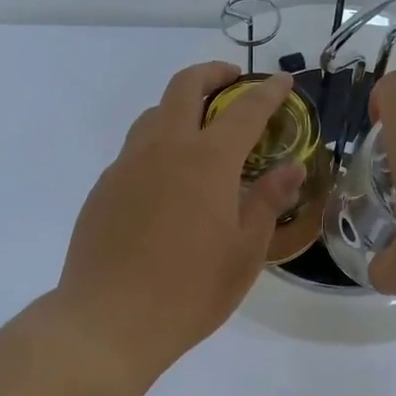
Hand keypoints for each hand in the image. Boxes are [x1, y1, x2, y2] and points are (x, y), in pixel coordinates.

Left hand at [55, 63, 303, 376]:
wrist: (108, 321)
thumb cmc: (189, 291)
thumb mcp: (245, 252)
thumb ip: (268, 201)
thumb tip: (291, 168)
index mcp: (207, 160)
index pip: (245, 109)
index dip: (268, 92)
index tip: (283, 81)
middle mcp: (164, 148)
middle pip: (184, 87)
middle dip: (213, 73)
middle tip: (233, 81)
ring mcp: (127, 164)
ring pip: (153, 114)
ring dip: (180, 106)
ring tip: (200, 130)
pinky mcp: (104, 186)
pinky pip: (135, 149)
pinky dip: (158, 145)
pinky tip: (167, 181)